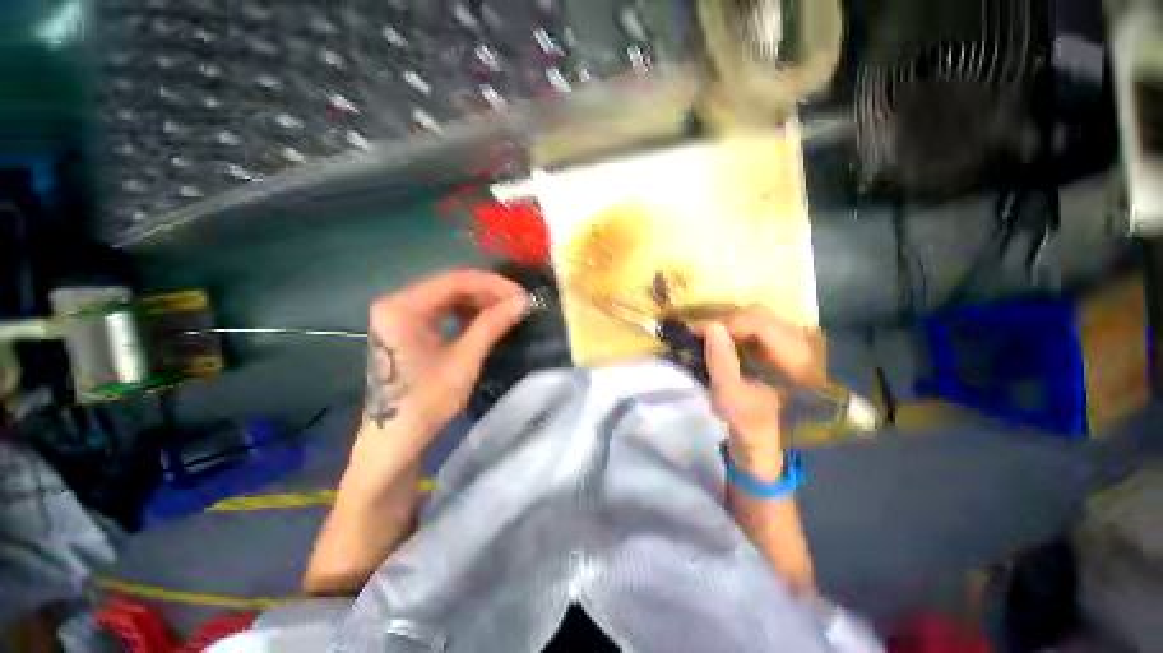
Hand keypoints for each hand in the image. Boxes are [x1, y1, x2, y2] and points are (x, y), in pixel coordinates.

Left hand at [363, 270, 528, 436]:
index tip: (521, 294)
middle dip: (487, 293)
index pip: (455, 281)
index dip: (492, 285)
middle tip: (517, 303)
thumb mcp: (464, 360)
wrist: (395, 439)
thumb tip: (523, 301)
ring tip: (506, 310)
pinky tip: (484, 319)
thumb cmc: (426, 401)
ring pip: (447, 298)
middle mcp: (396, 303)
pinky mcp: (405, 329)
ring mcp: (399, 316)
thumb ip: (492, 325)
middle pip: (450, 287)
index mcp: (403, 307)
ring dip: (479, 302)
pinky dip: (465, 313)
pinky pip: (441, 312)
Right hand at [704, 304, 823, 480]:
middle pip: (760, 315)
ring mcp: (796, 342)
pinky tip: (724, 338)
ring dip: (731, 323)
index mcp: (796, 362)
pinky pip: (759, 323)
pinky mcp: (786, 343)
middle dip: (725, 321)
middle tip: (700, 331)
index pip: (760, 326)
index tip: (696, 330)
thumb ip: (721, 361)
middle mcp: (803, 345)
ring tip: (710, 334)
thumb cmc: (746, 419)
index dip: (725, 324)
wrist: (764, 435)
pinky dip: (738, 327)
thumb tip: (712, 326)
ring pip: (759, 316)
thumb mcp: (728, 396)